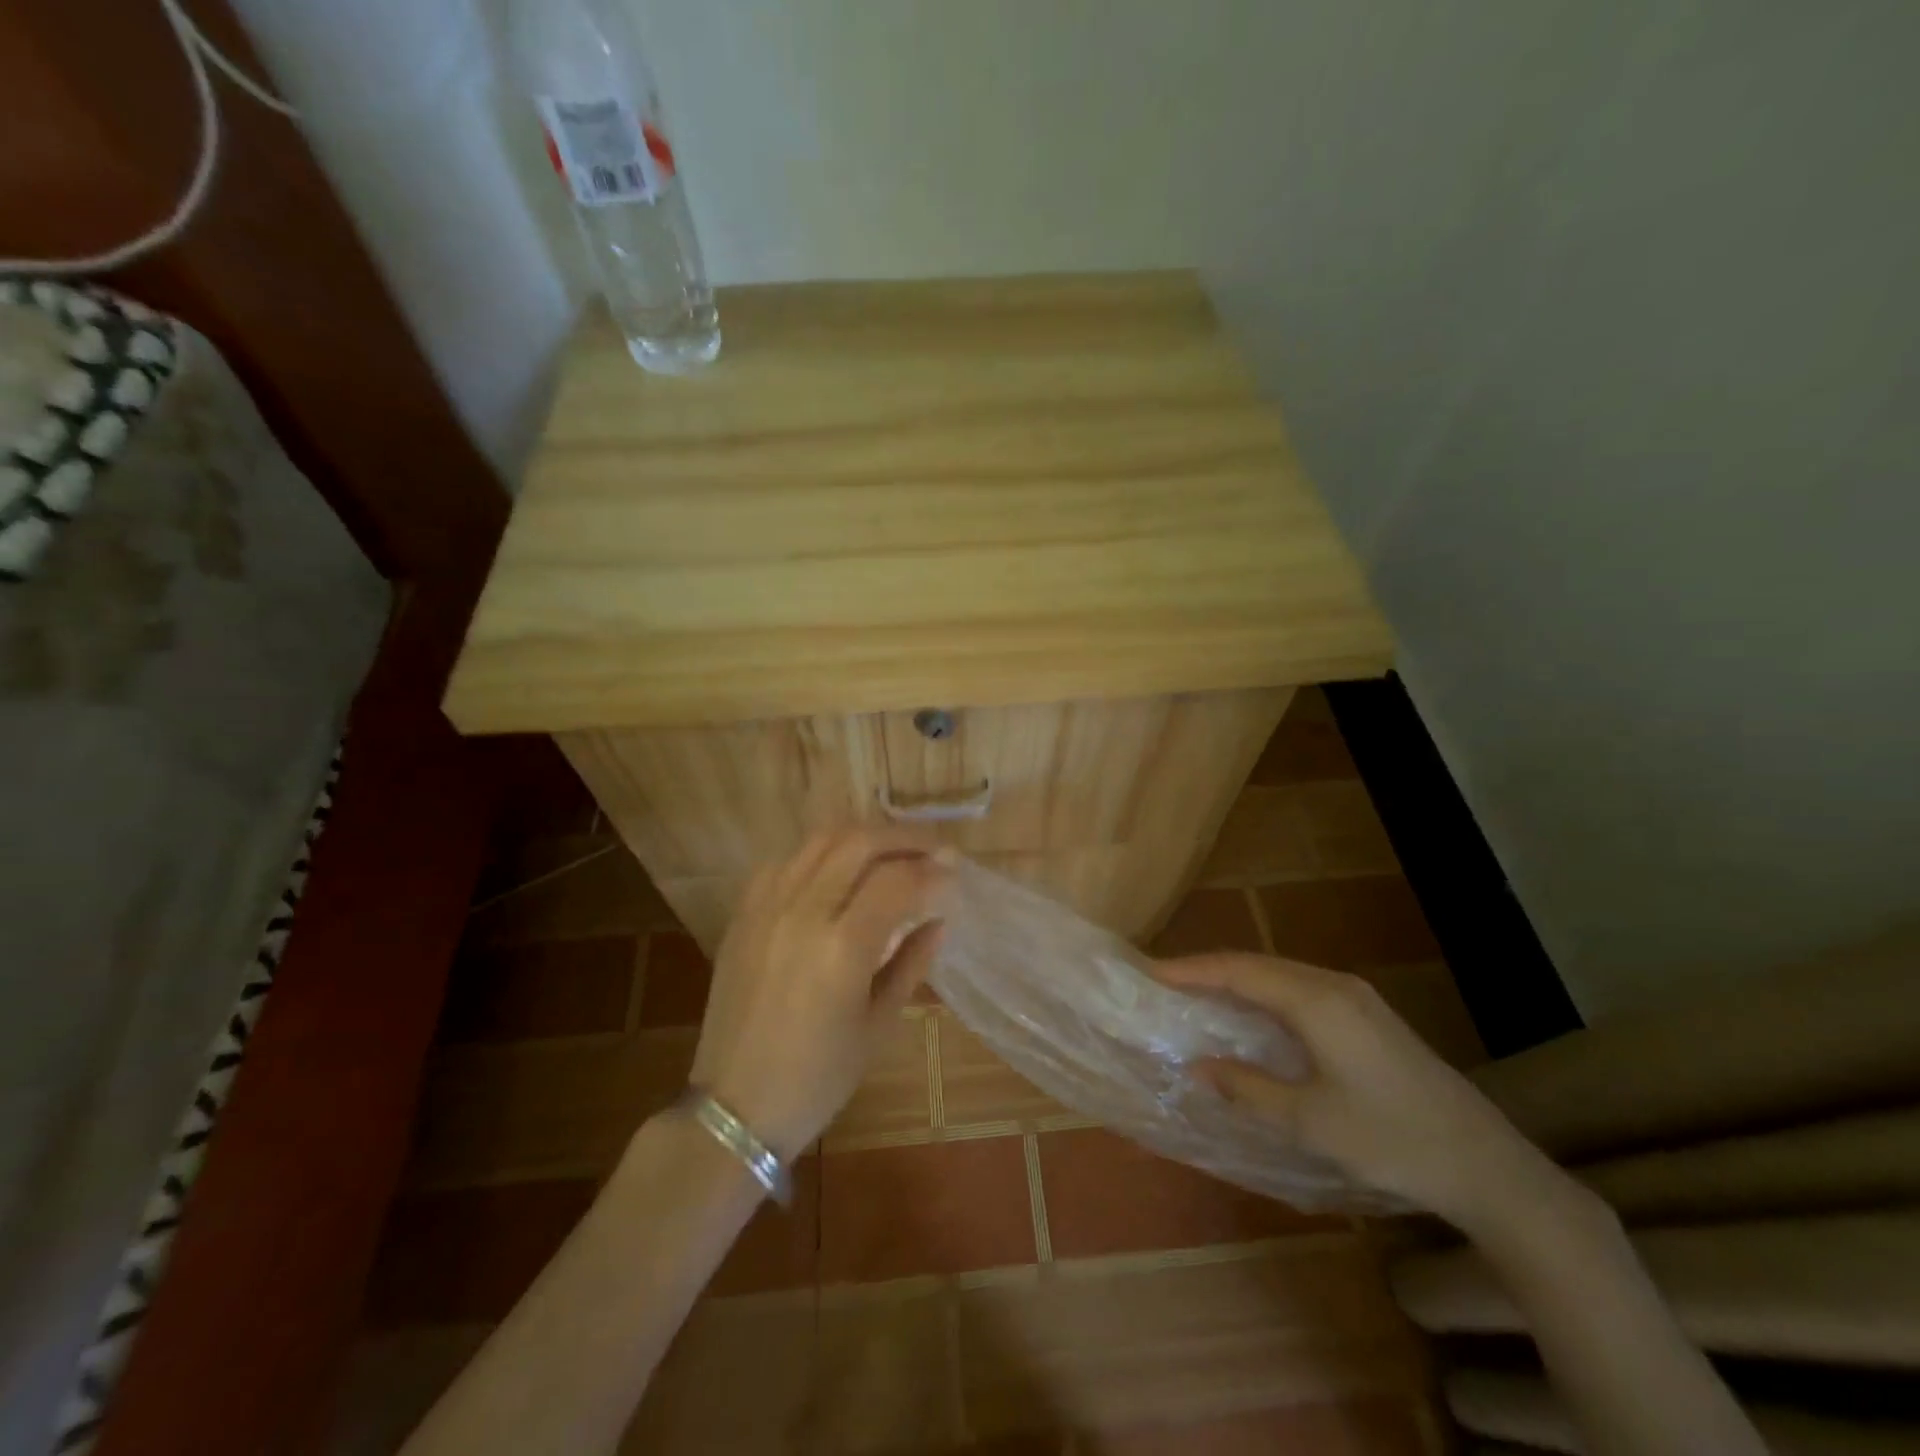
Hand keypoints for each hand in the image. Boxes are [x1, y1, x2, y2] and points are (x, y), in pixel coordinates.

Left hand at [690, 827, 952, 1161]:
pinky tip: (837, 872)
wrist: (735, 1106)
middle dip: (904, 837)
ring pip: (820, 840)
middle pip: (859, 842)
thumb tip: (940, 919)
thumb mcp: (878, 1025)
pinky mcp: (743, 913)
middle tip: (933, 848)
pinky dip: (819, 854)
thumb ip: (912, 962)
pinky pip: (785, 861)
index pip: (897, 880)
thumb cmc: (818, 1078)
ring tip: (891, 852)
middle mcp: (802, 913)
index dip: (933, 870)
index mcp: (842, 948)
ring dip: (863, 837)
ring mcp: (767, 907)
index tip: (955, 874)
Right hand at [1154, 953, 1546, 1227]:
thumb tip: (1198, 1066)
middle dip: (1209, 969)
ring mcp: (1356, 997)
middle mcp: (1334, 985)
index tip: (1150, 972)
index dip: (1192, 970)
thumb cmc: (1391, 1140)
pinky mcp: (1368, 1014)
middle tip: (1167, 982)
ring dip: (1237, 979)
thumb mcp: (1309, 1122)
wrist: (1486, 1165)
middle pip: (1258, 964)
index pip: (1239, 971)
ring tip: (1199, 992)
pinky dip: (1264, 992)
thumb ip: (1248, 1088)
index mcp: (1316, 1002)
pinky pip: (1300, 987)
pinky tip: (1252, 1013)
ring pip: (1280, 973)